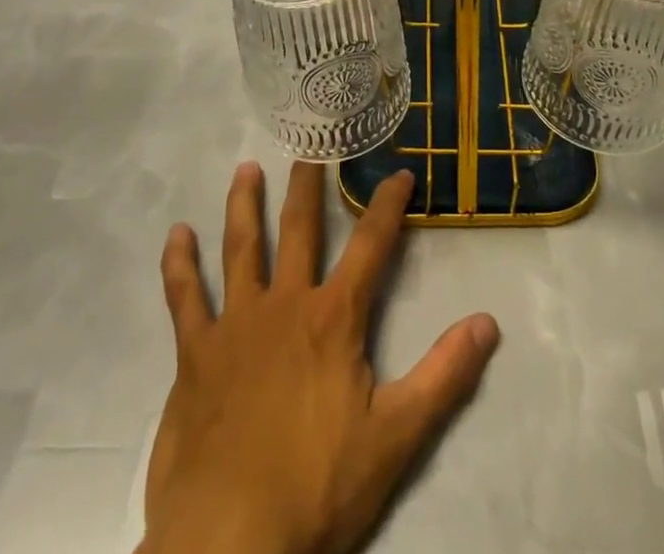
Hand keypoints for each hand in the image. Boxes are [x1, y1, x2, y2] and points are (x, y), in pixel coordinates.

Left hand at [139, 162, 500, 553]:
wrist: (228, 539)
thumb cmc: (316, 486)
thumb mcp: (396, 437)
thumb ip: (444, 376)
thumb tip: (488, 322)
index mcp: (333, 318)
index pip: (371, 245)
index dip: (388, 205)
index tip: (399, 172)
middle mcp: (285, 303)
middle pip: (300, 230)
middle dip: (308, 186)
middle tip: (309, 149)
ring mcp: (236, 324)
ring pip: (242, 248)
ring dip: (244, 205)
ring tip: (245, 168)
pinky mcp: (196, 353)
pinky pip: (184, 297)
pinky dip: (179, 264)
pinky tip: (175, 235)